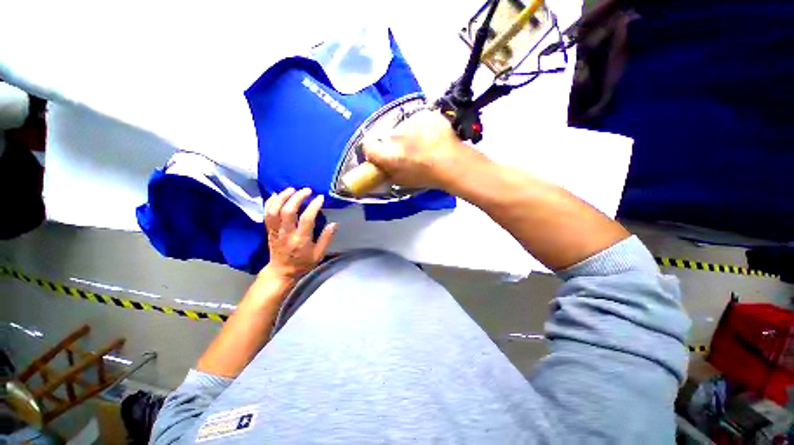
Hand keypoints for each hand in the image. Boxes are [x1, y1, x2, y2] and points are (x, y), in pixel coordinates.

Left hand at [262, 188, 336, 281]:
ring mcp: (275, 231)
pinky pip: (266, 214)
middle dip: (297, 197)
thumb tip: (334, 224)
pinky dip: (270, 203)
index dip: (314, 206)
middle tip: (306, 190)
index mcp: (301, 240)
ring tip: (292, 189)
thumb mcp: (319, 254)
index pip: (307, 219)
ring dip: (282, 197)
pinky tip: (276, 195)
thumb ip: (326, 238)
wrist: (281, 272)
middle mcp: (286, 234)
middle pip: (288, 211)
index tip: (320, 198)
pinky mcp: (269, 230)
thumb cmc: (303, 263)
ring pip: (274, 211)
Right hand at [362, 110, 466, 188]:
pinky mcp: (424, 113)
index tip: (379, 154)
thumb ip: (388, 171)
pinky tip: (432, 136)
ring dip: (408, 134)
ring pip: (403, 127)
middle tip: (408, 152)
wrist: (454, 163)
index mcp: (389, 154)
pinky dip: (422, 127)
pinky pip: (417, 120)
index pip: (368, 146)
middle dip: (393, 143)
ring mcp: (411, 122)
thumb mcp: (403, 181)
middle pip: (387, 136)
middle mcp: (395, 135)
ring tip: (424, 144)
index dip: (372, 150)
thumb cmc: (427, 177)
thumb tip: (382, 166)